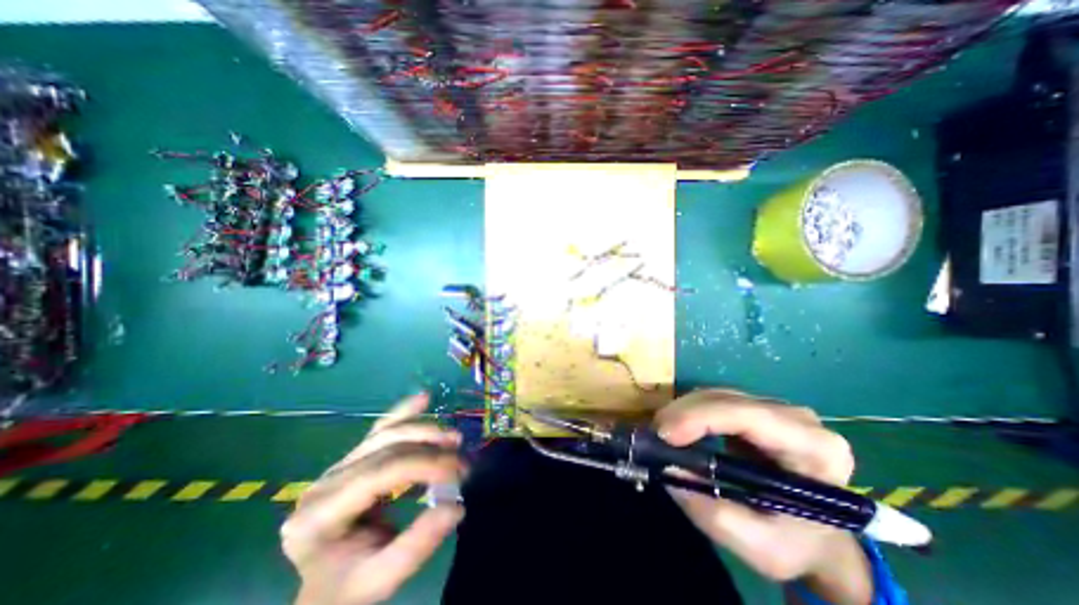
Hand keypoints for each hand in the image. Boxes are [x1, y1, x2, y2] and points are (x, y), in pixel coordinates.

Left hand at [281, 396, 463, 602]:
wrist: (327, 584)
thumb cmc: (350, 584)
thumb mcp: (381, 578)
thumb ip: (417, 545)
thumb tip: (457, 506)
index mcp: (320, 515)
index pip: (380, 473)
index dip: (424, 464)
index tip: (459, 471)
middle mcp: (325, 482)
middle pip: (385, 449)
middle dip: (430, 449)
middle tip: (462, 461)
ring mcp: (338, 466)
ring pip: (386, 434)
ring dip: (424, 430)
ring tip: (454, 439)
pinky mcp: (353, 458)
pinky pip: (381, 429)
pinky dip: (405, 413)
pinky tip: (424, 398)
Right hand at [652, 391, 870, 601]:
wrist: (819, 538)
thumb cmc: (797, 545)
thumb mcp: (761, 547)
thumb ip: (714, 513)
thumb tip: (668, 469)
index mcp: (815, 448)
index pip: (749, 416)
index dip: (701, 417)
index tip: (665, 434)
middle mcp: (798, 418)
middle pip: (728, 400)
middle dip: (685, 413)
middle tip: (654, 435)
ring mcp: (775, 408)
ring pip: (717, 395)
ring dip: (684, 411)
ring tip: (662, 434)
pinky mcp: (755, 408)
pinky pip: (715, 400)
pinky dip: (690, 412)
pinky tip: (678, 428)